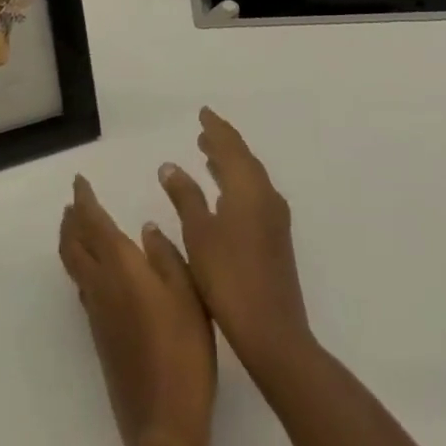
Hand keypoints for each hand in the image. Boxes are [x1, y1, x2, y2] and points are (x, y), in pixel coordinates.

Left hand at [59, 174, 215, 445]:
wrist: (164, 419)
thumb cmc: (183, 347)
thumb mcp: (188, 291)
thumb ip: (165, 254)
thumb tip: (146, 228)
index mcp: (120, 265)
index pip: (92, 222)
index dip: (83, 199)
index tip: (79, 181)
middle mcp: (101, 284)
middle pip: (72, 245)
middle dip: (70, 220)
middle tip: (73, 203)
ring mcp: (97, 313)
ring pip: (74, 267)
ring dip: (72, 242)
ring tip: (78, 229)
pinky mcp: (100, 337)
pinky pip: (83, 288)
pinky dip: (82, 267)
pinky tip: (97, 273)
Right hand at [159, 108, 313, 373]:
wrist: (272, 333)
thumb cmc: (229, 278)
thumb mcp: (198, 234)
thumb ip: (184, 196)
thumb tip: (170, 165)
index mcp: (248, 187)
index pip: (230, 145)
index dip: (215, 127)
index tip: (203, 113)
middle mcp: (265, 195)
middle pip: (243, 158)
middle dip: (223, 143)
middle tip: (203, 132)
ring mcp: (274, 218)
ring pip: (250, 178)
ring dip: (230, 164)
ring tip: (208, 156)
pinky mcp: (276, 239)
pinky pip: (254, 195)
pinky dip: (237, 185)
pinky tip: (224, 197)